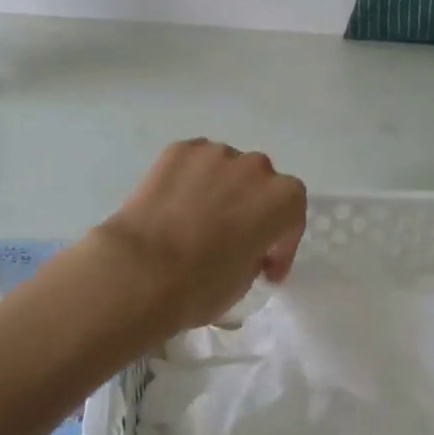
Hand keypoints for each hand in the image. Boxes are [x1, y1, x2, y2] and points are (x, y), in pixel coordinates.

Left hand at [90, 139, 307, 334]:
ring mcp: (214, 153)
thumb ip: (254, 254)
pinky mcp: (178, 150)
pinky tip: (174, 203)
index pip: (292, 215)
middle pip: (260, 184)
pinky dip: (189, 178)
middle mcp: (255, 167)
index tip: (266, 269)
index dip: (282, 243)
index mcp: (282, 199)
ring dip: (220, 189)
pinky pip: (193, 162)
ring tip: (197, 217)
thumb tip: (240, 247)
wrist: (141, 269)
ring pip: (225, 169)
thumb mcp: (245, 281)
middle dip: (250, 207)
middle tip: (232, 237)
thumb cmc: (202, 284)